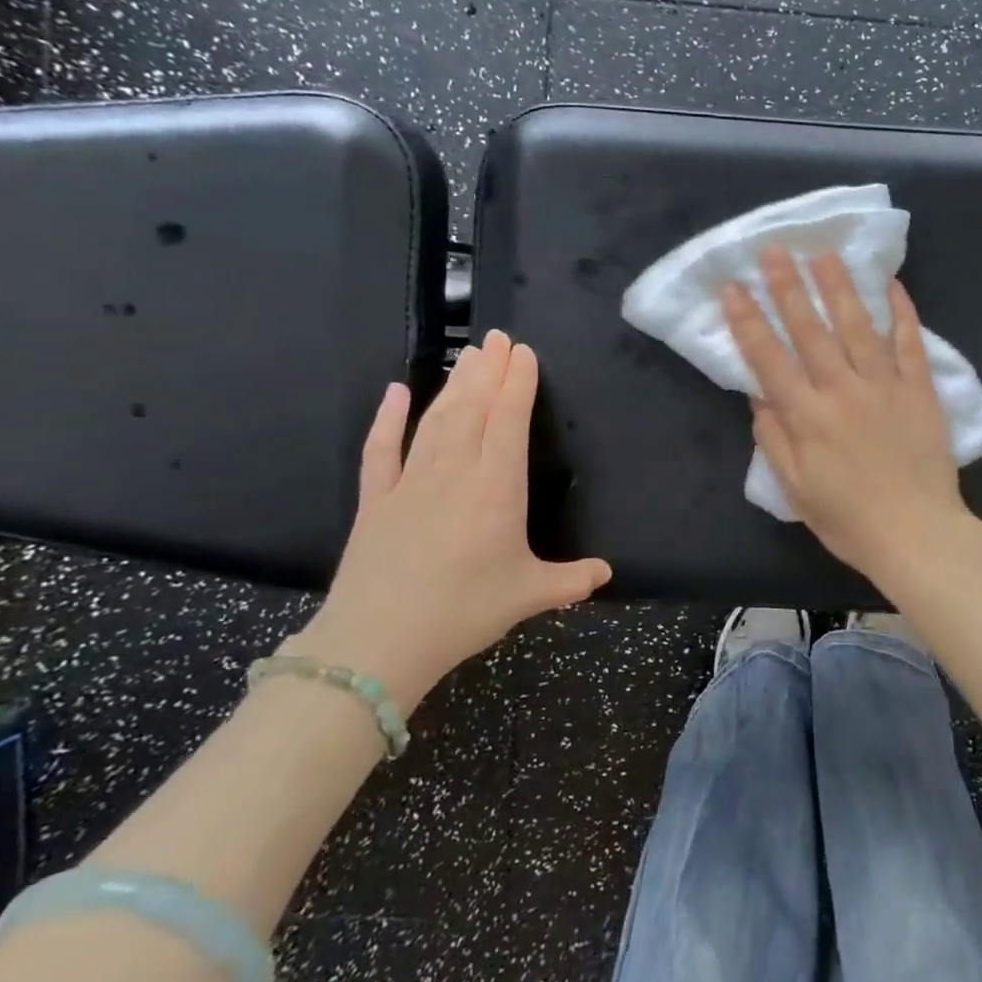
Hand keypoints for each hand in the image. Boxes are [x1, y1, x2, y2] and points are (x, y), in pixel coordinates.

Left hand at [294, 330, 610, 709]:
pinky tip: (395, 393)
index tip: (523, 353)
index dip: (517, 384)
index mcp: (497, 488)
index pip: (508, 421)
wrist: (377, 643)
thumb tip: (606, 573)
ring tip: (467, 355)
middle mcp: (454, 472)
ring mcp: (410, 483)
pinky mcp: (375, 501)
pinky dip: (387, 419)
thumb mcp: (529, 595)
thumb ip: (571, 580)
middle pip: (472, 409)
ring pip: (435, 420)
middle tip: (497, 338)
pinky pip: (380, 450)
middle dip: (488, 371)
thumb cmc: (464, 612)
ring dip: (453, 385)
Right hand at [723, 247, 979, 583]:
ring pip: (858, 326)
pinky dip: (902, 312)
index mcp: (807, 417)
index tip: (733, 287)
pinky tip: (891, 284)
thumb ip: (775, 439)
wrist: (917, 534)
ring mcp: (884, 386)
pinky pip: (910, 343)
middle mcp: (842, 390)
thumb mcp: (796, 489)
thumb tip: (758, 396)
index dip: (748, 321)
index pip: (769, 359)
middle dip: (788, 287)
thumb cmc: (849, 520)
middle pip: (810, 330)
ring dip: (839, 287)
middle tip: (775, 249)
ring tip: (824, 253)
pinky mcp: (919, 389)